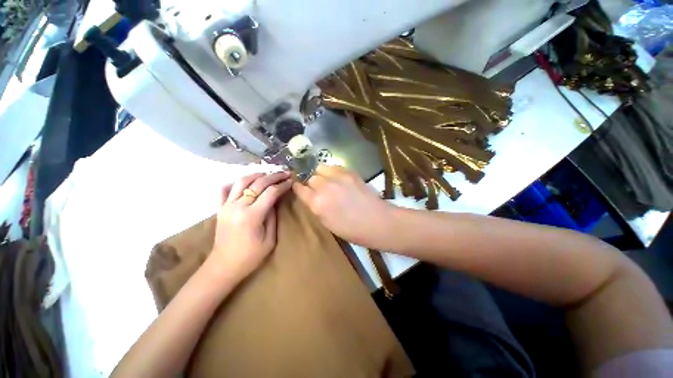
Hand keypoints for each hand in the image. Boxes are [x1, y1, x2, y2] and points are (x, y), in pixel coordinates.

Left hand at [209, 172, 292, 281]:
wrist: (224, 266)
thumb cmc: (251, 256)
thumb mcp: (270, 239)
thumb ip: (273, 216)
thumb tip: (276, 200)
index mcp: (252, 216)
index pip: (271, 192)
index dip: (283, 185)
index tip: (291, 181)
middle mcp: (238, 206)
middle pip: (258, 183)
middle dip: (274, 176)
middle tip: (284, 173)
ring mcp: (226, 206)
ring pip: (241, 181)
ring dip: (256, 175)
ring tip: (267, 174)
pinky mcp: (219, 208)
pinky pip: (224, 189)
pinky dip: (234, 182)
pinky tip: (245, 182)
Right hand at [292, 165, 396, 248]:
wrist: (377, 221)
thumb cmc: (351, 230)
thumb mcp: (327, 223)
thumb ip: (317, 208)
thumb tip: (313, 198)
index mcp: (317, 203)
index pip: (300, 189)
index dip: (298, 188)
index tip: (299, 187)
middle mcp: (324, 187)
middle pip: (311, 178)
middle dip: (312, 184)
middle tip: (320, 190)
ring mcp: (337, 177)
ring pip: (321, 168)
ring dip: (322, 175)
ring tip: (329, 181)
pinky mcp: (349, 172)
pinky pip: (334, 166)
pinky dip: (333, 171)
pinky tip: (339, 179)